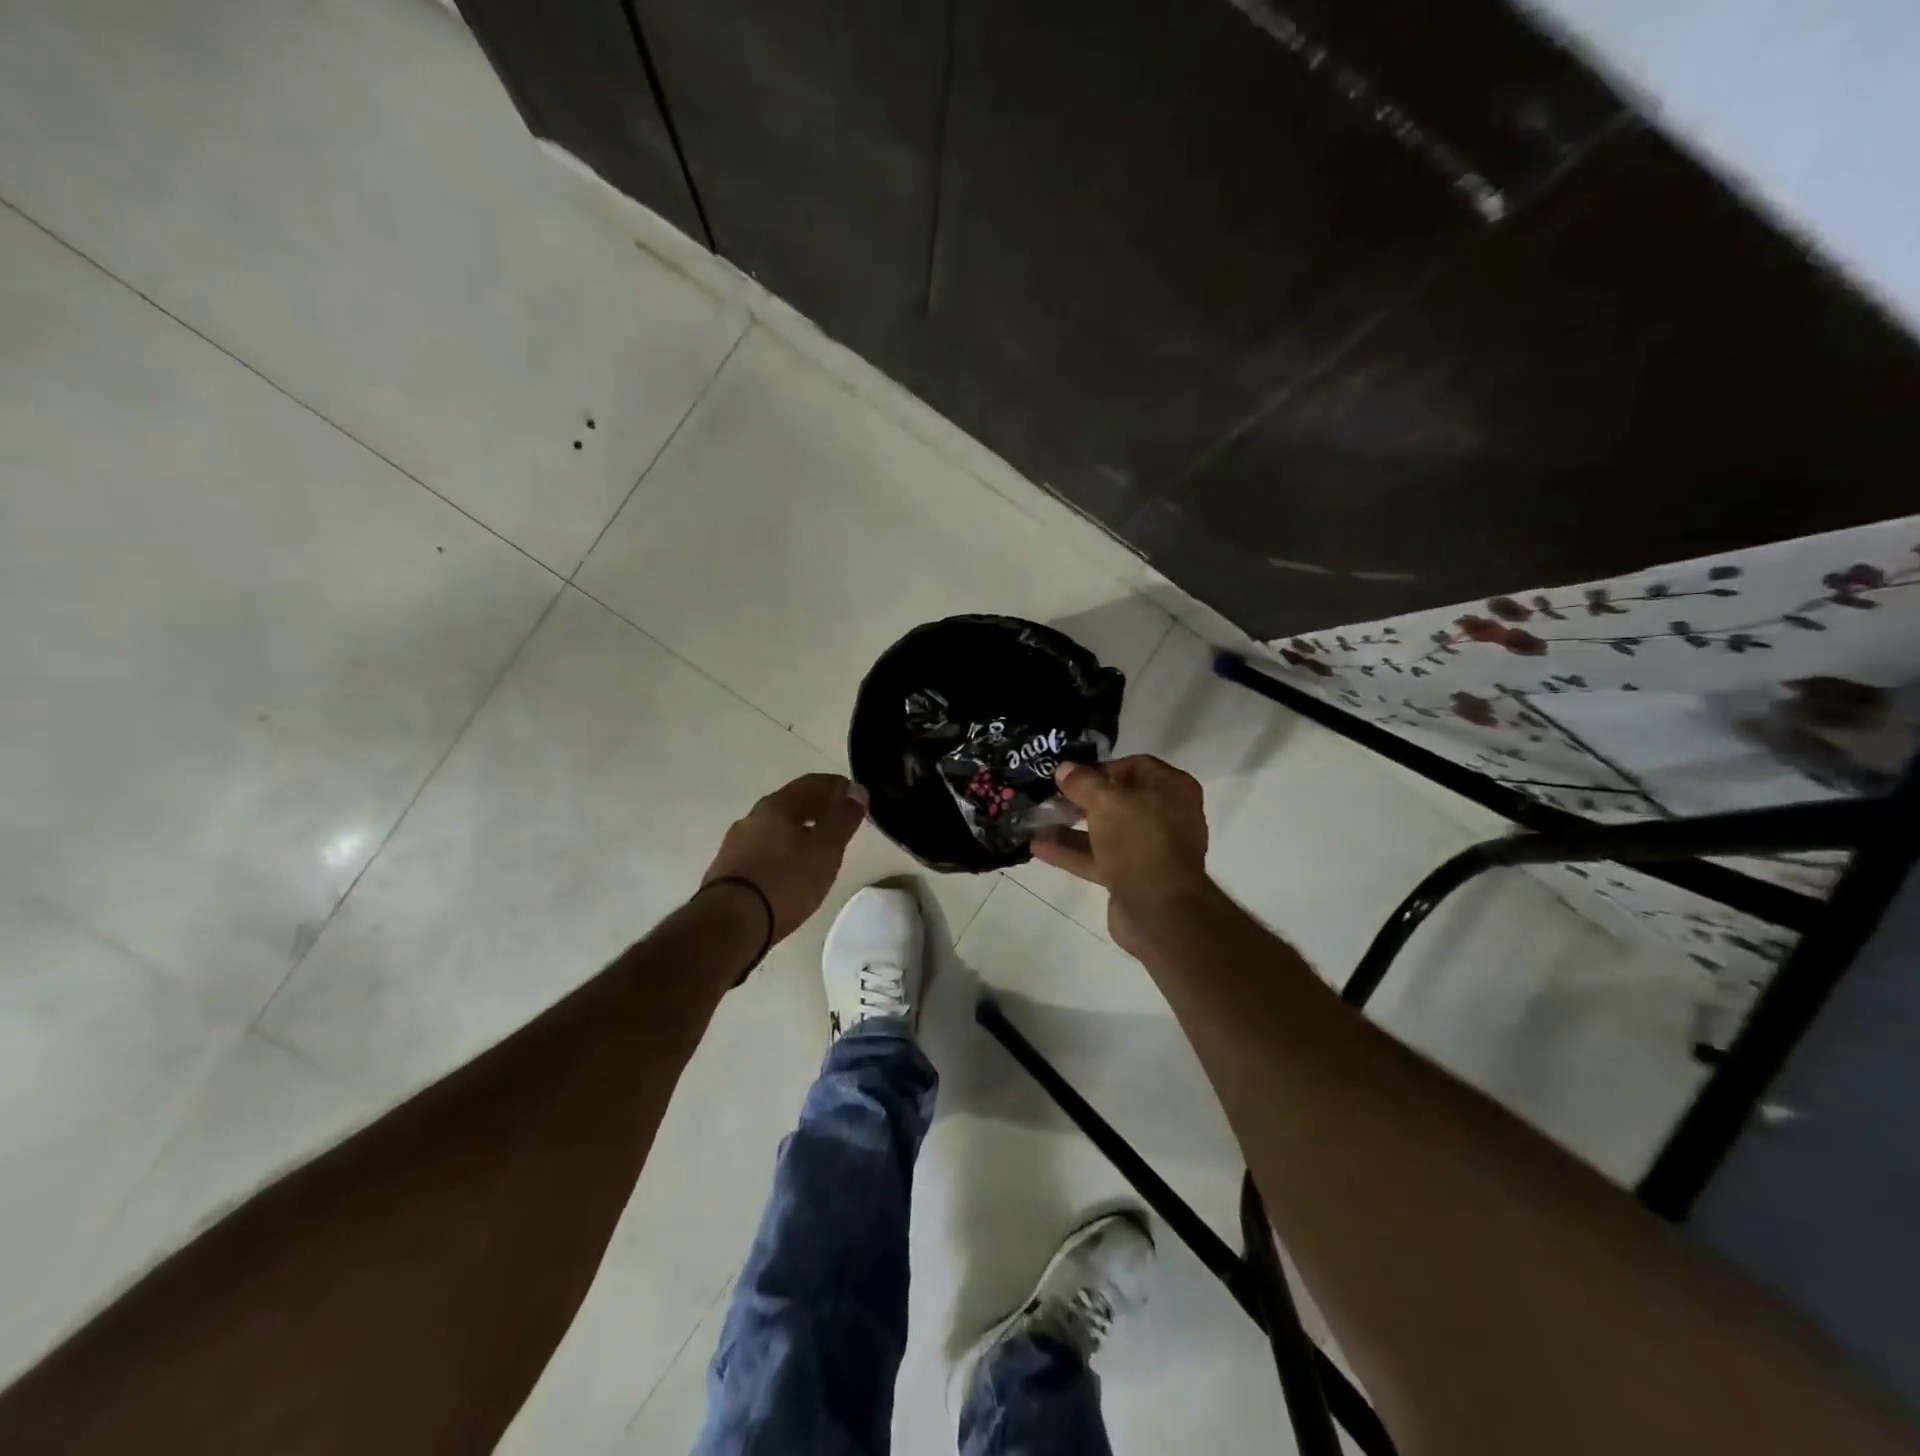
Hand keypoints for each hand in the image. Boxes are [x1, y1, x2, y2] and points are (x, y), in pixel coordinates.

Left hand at [703, 773, 866, 943]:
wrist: (730, 923)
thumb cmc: (786, 881)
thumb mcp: (825, 850)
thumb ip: (843, 818)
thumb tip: (857, 790)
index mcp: (777, 805)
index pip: (812, 783)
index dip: (837, 786)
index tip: (856, 797)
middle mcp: (753, 817)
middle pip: (791, 803)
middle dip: (818, 807)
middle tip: (841, 821)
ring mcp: (735, 843)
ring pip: (775, 827)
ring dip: (799, 829)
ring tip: (818, 846)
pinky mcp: (727, 868)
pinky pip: (763, 848)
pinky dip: (783, 848)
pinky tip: (791, 867)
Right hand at [1032, 755, 1211, 954]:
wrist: (1160, 913)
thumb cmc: (1140, 843)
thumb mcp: (1106, 803)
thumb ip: (1082, 782)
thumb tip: (1064, 768)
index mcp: (1172, 789)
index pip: (1134, 765)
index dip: (1100, 767)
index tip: (1070, 775)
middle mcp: (1165, 815)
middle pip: (1117, 799)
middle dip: (1080, 798)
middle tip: (1048, 795)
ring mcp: (1149, 848)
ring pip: (1105, 830)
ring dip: (1071, 826)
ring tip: (1035, 820)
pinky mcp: (1133, 876)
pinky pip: (1099, 857)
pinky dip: (1072, 851)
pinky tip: (1039, 847)